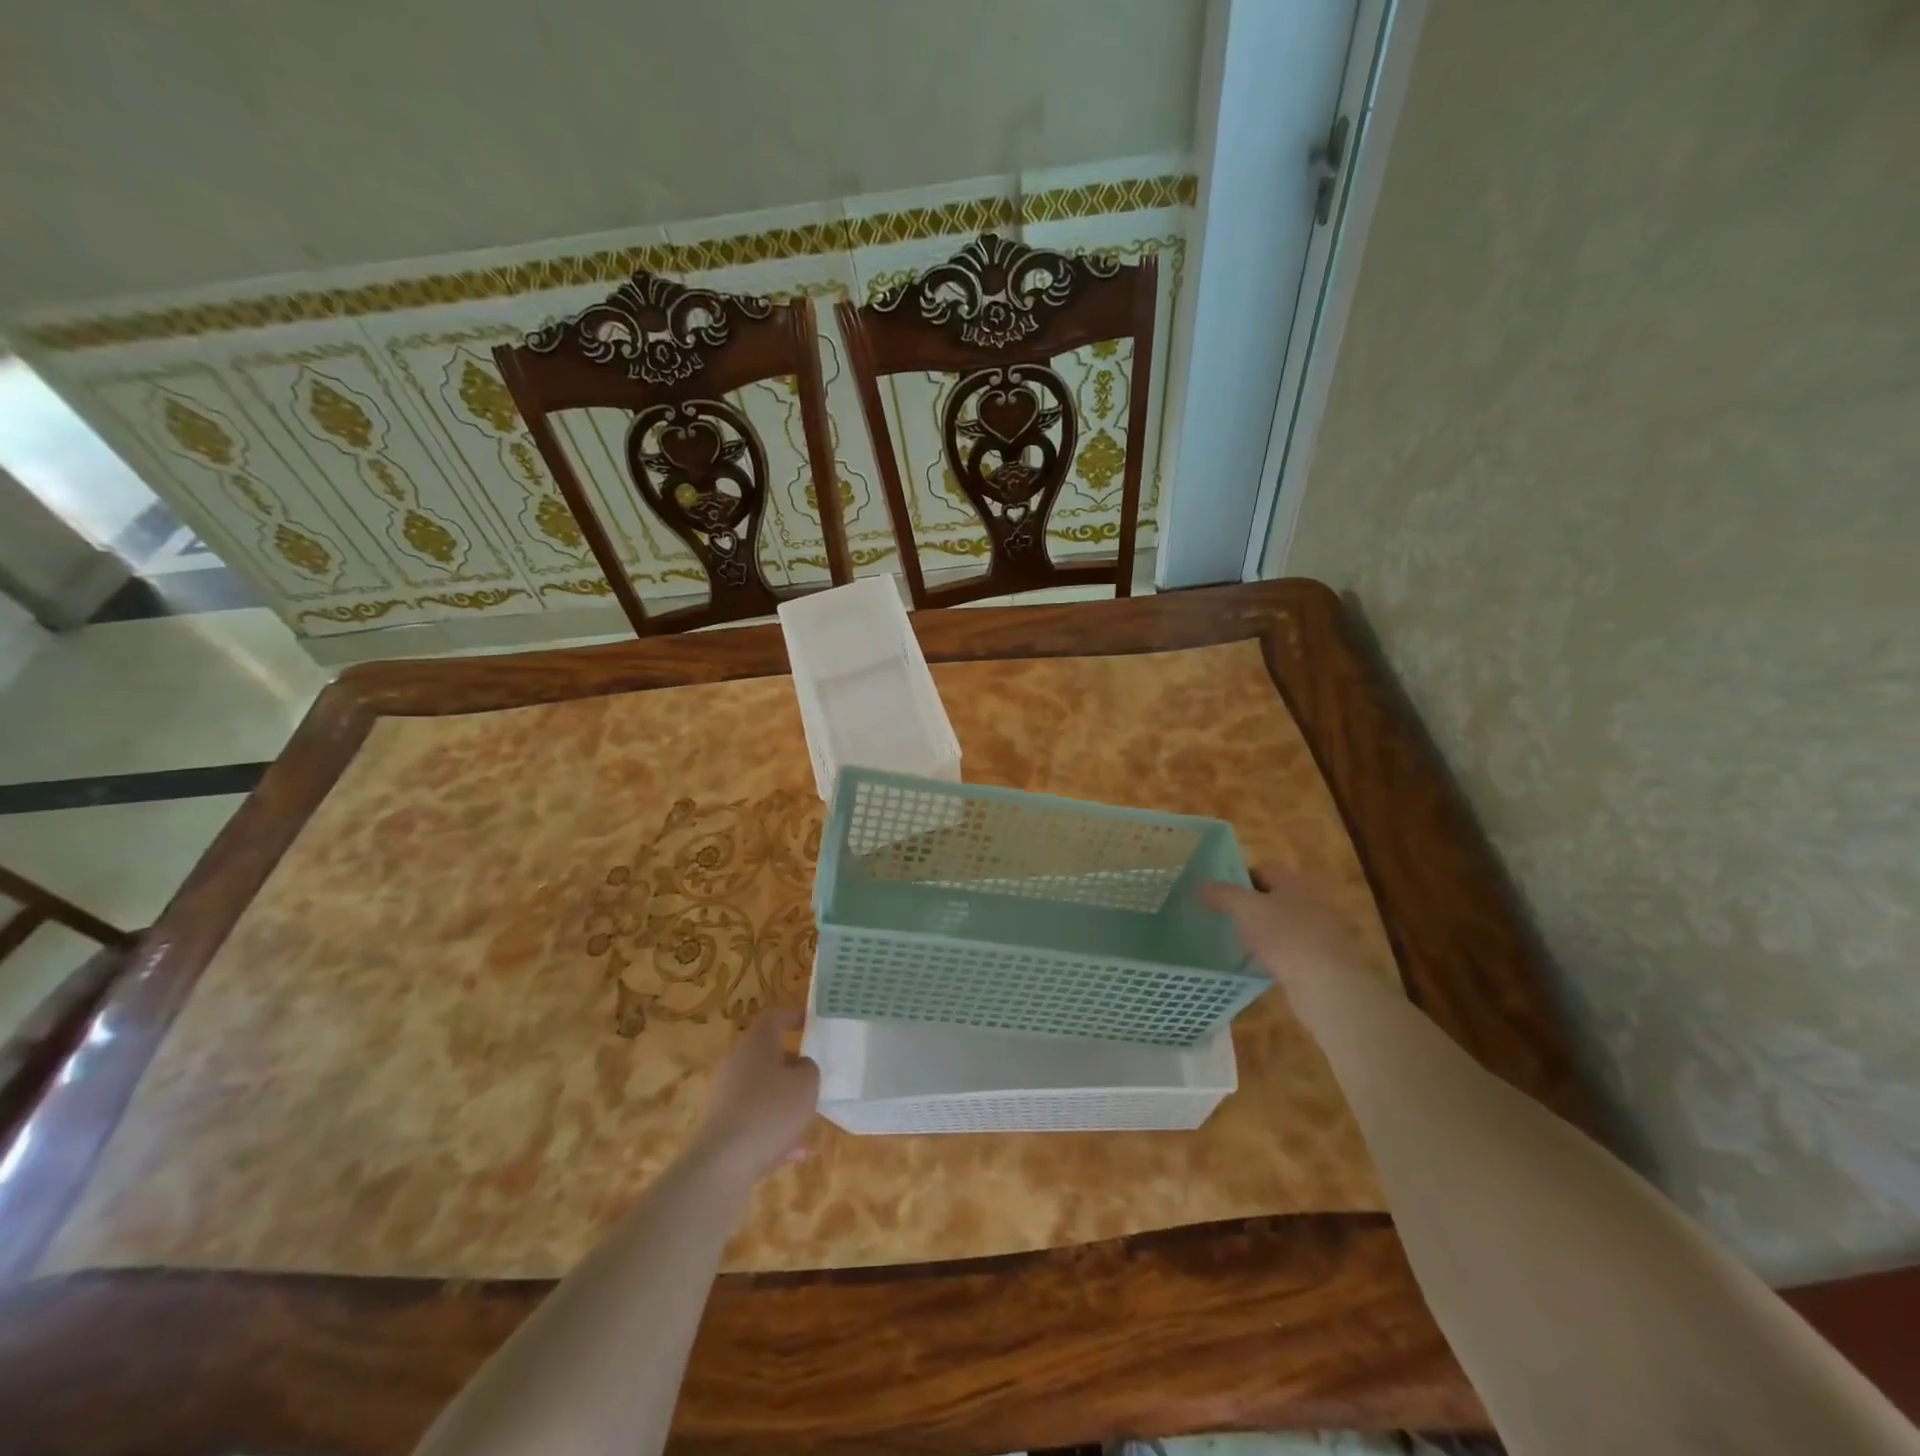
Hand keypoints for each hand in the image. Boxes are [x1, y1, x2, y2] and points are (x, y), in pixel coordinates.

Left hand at [691, 1009, 820, 1184]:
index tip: (812, 1022)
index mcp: (756, 1043)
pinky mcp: (719, 1125)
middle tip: (812, 1076)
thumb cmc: (771, 1109)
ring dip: (783, 1102)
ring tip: (807, 1122)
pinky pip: (753, 1120)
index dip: (794, 1016)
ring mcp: (724, 1095)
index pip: (774, 1018)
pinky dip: (772, 1130)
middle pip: (766, 1055)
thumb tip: (800, 1067)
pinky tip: (793, 1153)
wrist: (723, 1163)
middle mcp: (736, 1062)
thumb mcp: (807, 1084)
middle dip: (790, 1066)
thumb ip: (809, 1069)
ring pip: (761, 1091)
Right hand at [1200, 864, 1365, 996]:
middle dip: (1248, 907)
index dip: (1237, 878)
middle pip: (1272, 898)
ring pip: (1281, 926)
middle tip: (1221, 917)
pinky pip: (1289, 951)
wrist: (1328, 984)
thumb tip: (1200, 886)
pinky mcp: (1320, 960)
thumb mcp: (1246, 908)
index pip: (1261, 870)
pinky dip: (1273, 955)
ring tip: (1233, 942)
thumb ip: (1221, 894)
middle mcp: (1311, 901)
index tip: (1216, 894)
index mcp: (1295, 882)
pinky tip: (1256, 965)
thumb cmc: (1286, 935)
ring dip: (1260, 932)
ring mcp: (1319, 932)